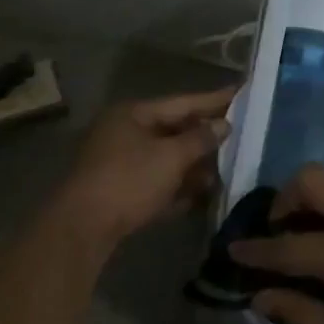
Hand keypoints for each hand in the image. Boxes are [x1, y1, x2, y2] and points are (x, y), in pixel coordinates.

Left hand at [54, 88, 234, 247]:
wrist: (82, 229)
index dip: (214, 100)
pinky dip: (177, 187)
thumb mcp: (171, 156)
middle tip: (239, 135)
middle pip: (174, 130)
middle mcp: (124, 133)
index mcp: (133, 114)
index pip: (182, 102)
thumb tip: (224, 125)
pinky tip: (201, 195)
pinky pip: (156, 183)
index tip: (241, 94)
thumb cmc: (129, 180)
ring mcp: (119, 164)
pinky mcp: (119, 192)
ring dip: (194, 166)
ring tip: (225, 170)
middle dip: (205, 137)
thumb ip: (201, 139)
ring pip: (166, 159)